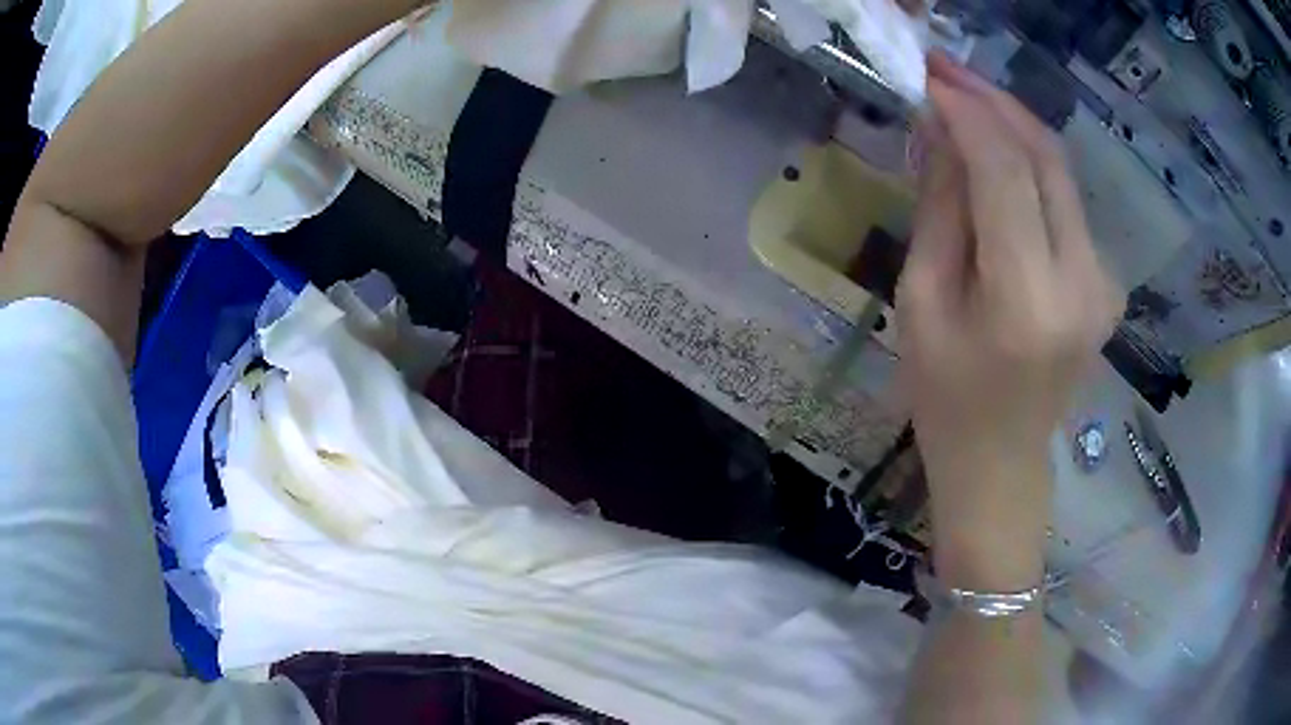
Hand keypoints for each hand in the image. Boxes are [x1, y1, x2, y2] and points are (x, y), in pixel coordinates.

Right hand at [896, 55, 1123, 588]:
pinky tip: (998, 155)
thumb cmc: (946, 400)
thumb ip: (940, 210)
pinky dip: (1031, 165)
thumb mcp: (921, 305)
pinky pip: (1067, 203)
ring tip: (965, 99)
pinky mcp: (1107, 282)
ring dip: (1014, 126)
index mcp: (1027, 299)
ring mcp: (1104, 282)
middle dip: (995, 102)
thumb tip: (939, 131)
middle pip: (1046, 158)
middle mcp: (1082, 281)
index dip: (967, 112)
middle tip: (946, 70)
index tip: (928, 77)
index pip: (1005, 170)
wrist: (1002, 466)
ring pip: (1062, 173)